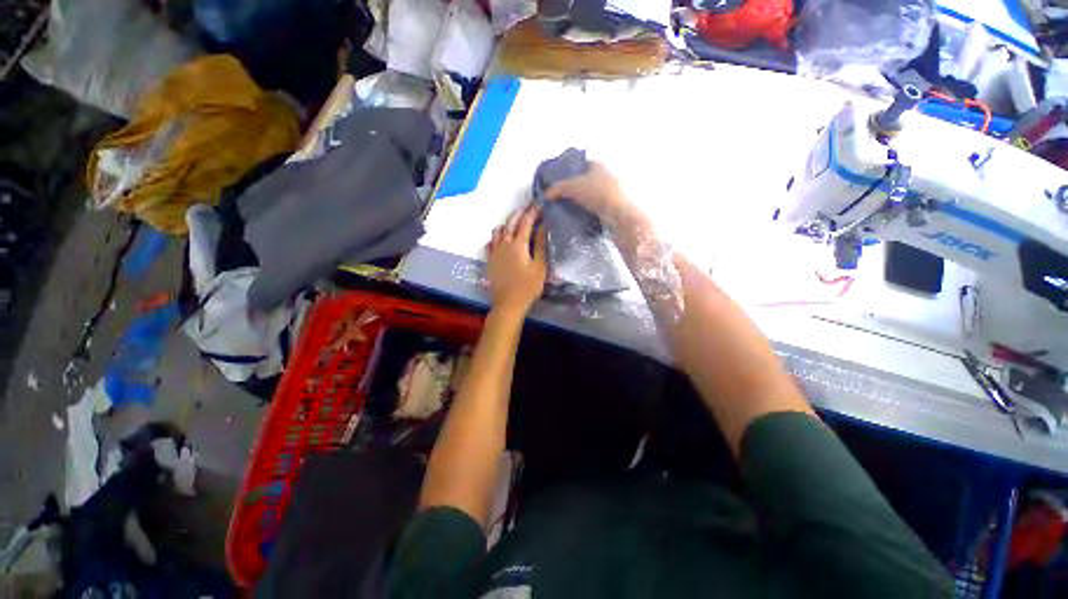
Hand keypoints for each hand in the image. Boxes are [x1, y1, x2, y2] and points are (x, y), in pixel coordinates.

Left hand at [486, 205, 546, 313]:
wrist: (508, 304)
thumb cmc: (528, 287)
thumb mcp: (539, 268)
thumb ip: (541, 246)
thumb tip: (543, 227)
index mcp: (518, 245)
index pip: (526, 222)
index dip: (533, 211)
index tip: (540, 204)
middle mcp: (503, 244)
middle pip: (510, 222)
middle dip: (520, 213)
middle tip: (529, 208)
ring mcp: (494, 252)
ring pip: (498, 230)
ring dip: (508, 223)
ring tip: (517, 223)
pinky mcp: (490, 260)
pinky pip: (491, 242)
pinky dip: (498, 236)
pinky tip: (503, 240)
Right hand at [545, 161, 631, 220]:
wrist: (618, 213)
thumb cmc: (596, 193)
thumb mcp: (572, 187)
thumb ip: (557, 189)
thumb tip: (545, 194)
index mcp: (597, 164)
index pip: (580, 164)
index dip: (569, 171)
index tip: (559, 181)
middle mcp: (606, 174)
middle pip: (586, 179)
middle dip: (575, 187)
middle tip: (562, 196)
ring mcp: (611, 189)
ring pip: (591, 193)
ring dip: (582, 199)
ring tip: (569, 207)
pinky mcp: (613, 204)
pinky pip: (596, 205)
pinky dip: (589, 209)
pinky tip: (580, 215)